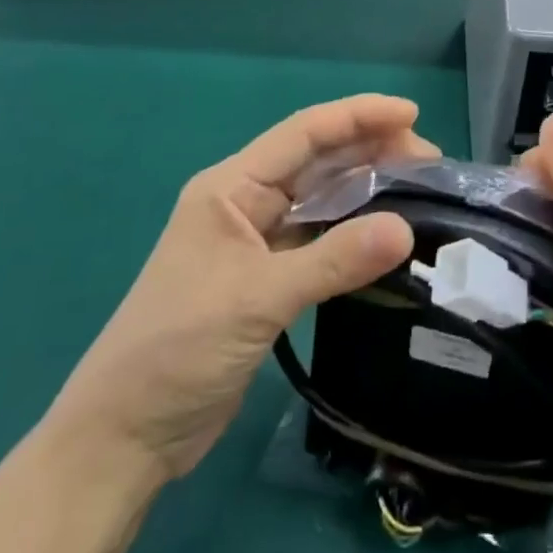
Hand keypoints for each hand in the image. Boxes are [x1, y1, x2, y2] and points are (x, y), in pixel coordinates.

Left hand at [47, 96, 430, 484]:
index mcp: (231, 188)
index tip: (412, 115)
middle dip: (370, 150)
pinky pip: (320, 239)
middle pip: (317, 160)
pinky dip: (353, 232)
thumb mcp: (256, 298)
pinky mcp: (267, 279)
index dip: (358, 117)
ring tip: (418, 187)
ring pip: (321, 199)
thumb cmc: (176, 350)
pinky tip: (386, 234)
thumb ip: (333, 261)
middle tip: (429, 162)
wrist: (124, 437)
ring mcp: (256, 242)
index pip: (304, 133)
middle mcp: (245, 204)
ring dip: (366, 188)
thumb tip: (407, 228)